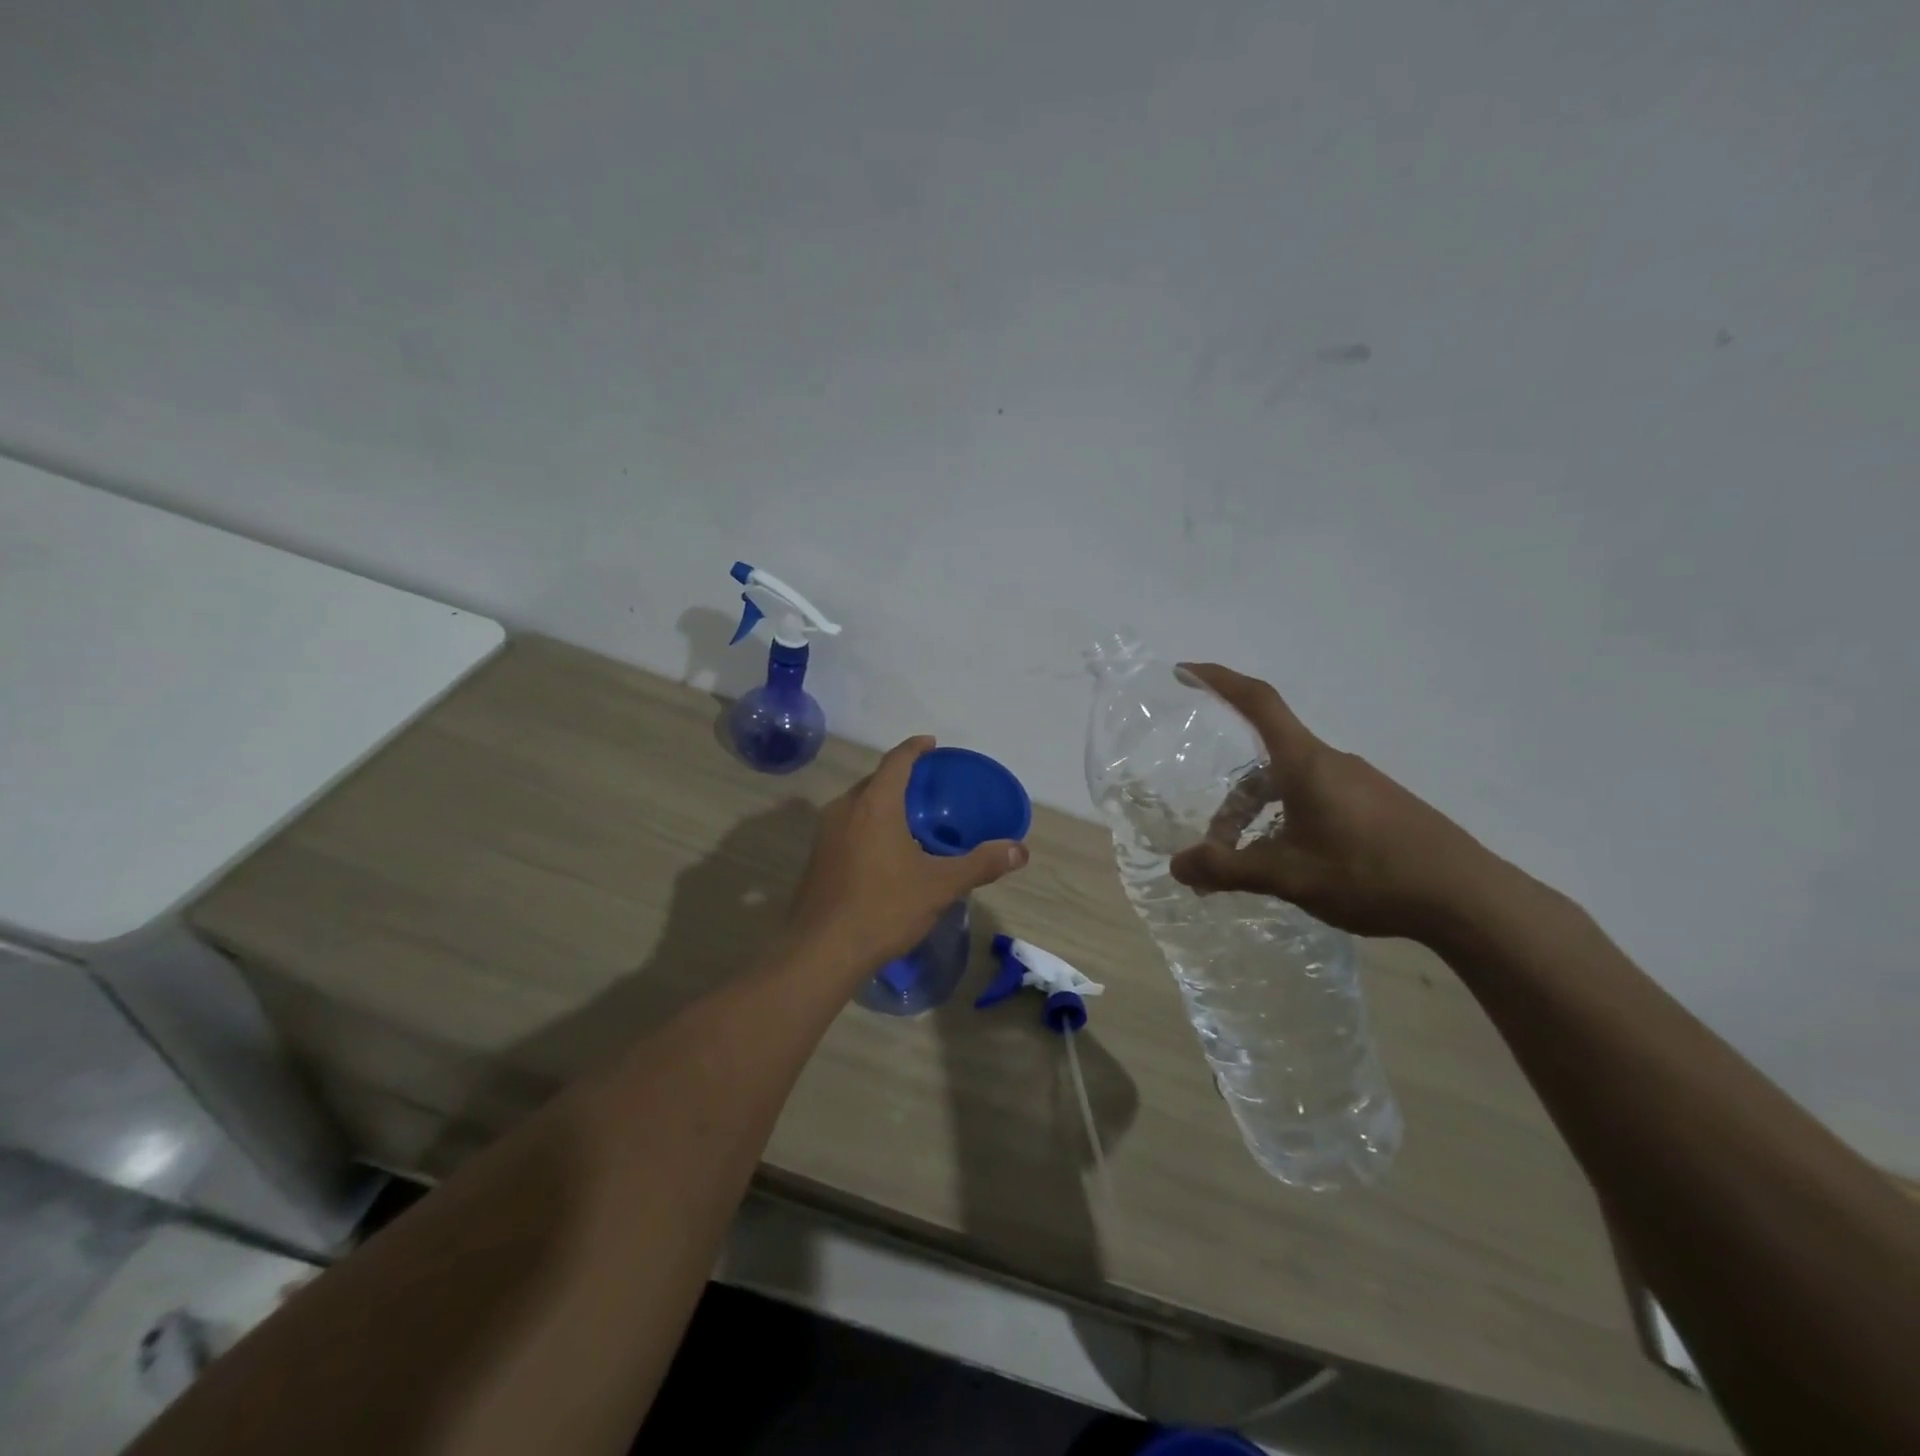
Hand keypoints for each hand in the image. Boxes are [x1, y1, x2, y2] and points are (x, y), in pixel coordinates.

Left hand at [785, 736, 1028, 973]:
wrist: (821, 951)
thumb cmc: (883, 908)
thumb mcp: (940, 886)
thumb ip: (981, 864)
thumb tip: (1020, 851)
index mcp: (874, 804)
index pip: (896, 760)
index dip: (915, 748)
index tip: (932, 744)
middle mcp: (845, 809)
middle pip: (875, 780)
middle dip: (901, 777)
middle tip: (929, 786)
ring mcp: (825, 834)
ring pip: (859, 804)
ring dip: (883, 802)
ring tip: (910, 816)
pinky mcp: (817, 858)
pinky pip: (848, 826)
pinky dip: (869, 824)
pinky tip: (886, 850)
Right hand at [1168, 664, 1506, 941]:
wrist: (1469, 898)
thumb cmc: (1369, 874)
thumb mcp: (1288, 875)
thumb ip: (1228, 869)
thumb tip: (1176, 866)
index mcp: (1306, 762)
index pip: (1258, 702)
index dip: (1219, 680)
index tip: (1186, 670)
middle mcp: (1332, 762)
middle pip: (1265, 765)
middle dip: (1233, 804)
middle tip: (1216, 849)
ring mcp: (1361, 784)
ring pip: (1291, 787)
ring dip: (1261, 819)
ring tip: (1256, 868)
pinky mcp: (1381, 806)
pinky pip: (1318, 801)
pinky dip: (1291, 824)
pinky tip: (1298, 865)